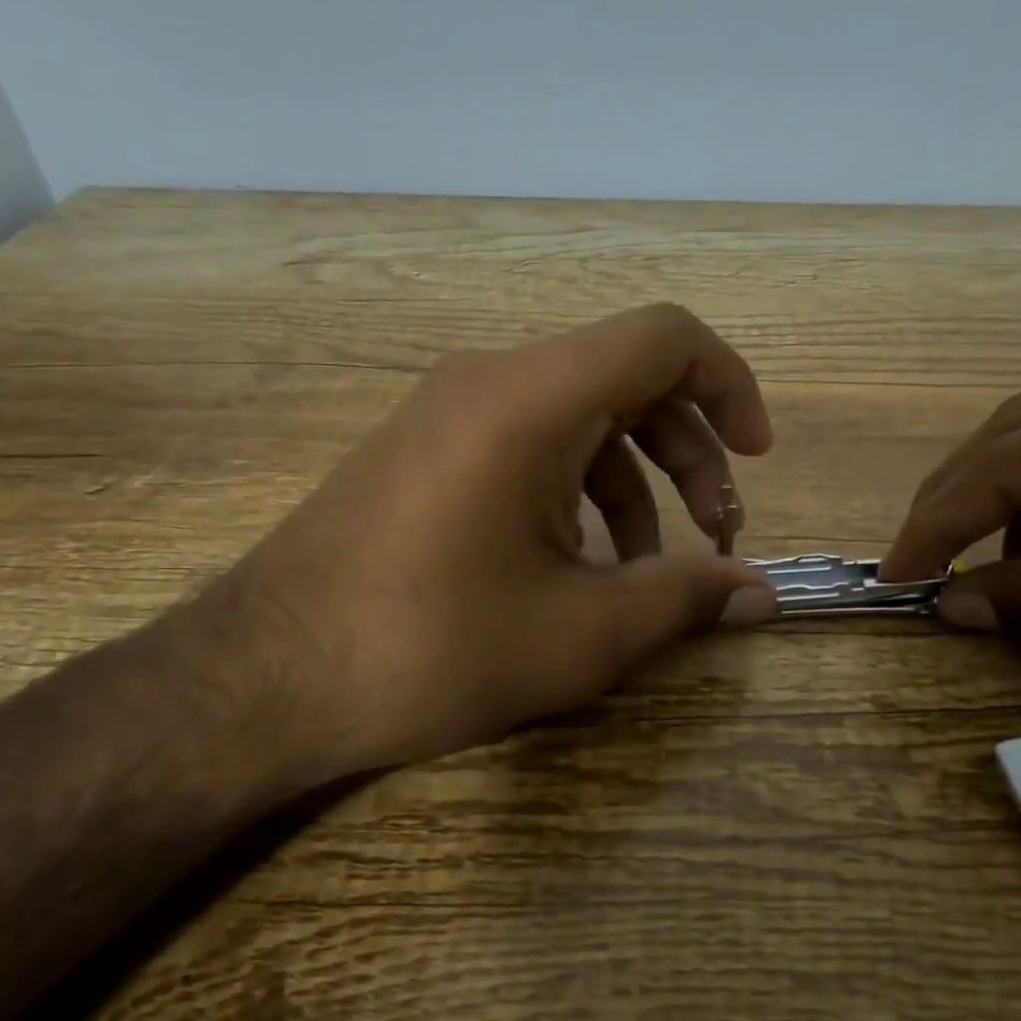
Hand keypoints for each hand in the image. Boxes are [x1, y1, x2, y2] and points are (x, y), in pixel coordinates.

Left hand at [191, 304, 775, 784]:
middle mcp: (490, 380)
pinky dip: (580, 488)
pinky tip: (581, 563)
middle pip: (627, 378)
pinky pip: (530, 443)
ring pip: (580, 416)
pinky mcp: (426, 449)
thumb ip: (685, 597)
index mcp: (531, 398)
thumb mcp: (580, 633)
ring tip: (651, 567)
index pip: (664, 338)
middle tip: (716, 532)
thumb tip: (762, 593)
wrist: (259, 682)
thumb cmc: (428, 648)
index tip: (756, 458)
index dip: (730, 385)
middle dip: (690, 451)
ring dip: (636, 479)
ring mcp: (450, 412)